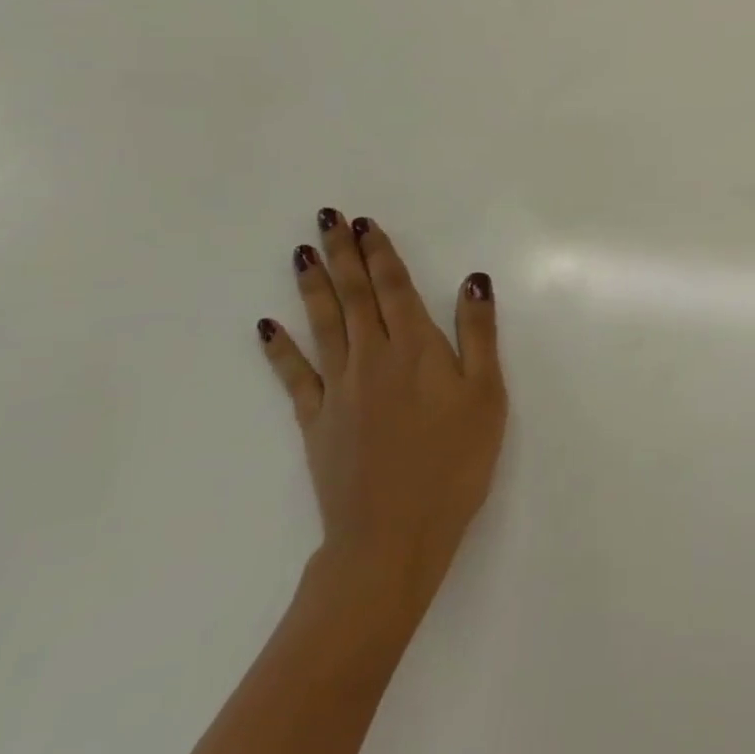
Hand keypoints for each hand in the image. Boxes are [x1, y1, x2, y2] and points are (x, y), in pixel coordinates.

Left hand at [257, 210, 506, 636]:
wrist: (393, 535)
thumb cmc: (455, 462)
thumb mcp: (487, 395)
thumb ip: (479, 334)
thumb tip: (473, 279)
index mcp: (416, 349)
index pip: (395, 288)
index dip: (380, 253)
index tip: (364, 223)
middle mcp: (372, 358)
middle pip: (355, 296)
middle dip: (342, 254)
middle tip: (327, 218)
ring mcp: (339, 389)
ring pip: (324, 324)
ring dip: (314, 286)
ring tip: (300, 253)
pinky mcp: (316, 421)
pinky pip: (294, 376)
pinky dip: (280, 349)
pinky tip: (268, 326)